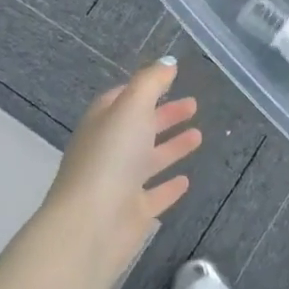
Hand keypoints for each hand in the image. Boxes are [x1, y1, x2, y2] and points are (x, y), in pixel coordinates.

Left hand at [44, 58, 203, 284]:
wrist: (90, 226)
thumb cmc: (110, 158)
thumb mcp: (131, 107)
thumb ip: (151, 82)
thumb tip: (168, 62)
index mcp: (103, 123)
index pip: (121, 99)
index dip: (143, 89)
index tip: (168, 81)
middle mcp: (109, 151)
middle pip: (139, 127)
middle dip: (164, 115)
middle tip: (194, 105)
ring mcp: (119, 184)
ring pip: (148, 160)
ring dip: (172, 147)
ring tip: (199, 135)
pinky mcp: (132, 213)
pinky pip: (154, 195)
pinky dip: (169, 187)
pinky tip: (186, 180)